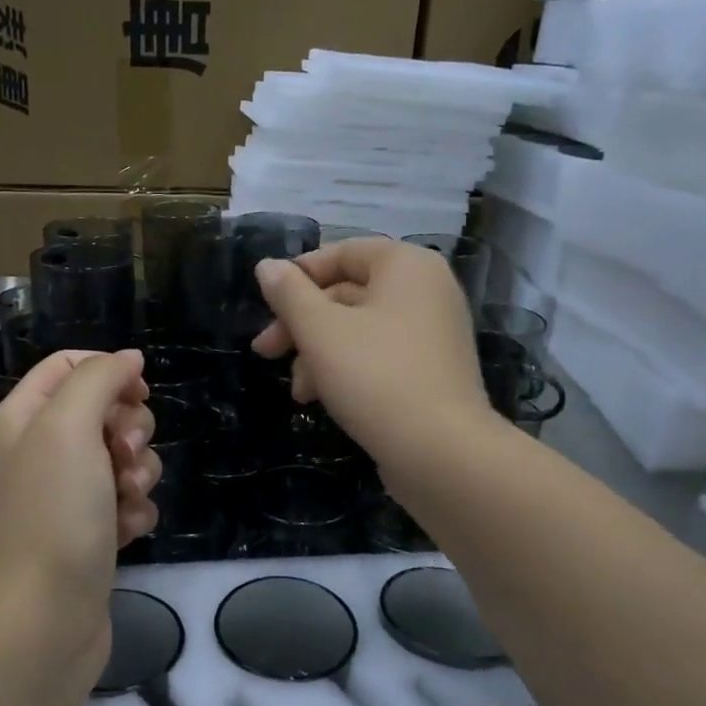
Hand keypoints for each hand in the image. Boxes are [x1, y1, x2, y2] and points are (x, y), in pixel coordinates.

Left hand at [0, 351, 158, 657]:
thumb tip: (129, 358)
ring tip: (123, 501)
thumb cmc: (52, 512)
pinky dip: (134, 511)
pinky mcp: (91, 531)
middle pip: (105, 410)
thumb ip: (98, 379)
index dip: (109, 370)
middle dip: (129, 429)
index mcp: (24, 417)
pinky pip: (129, 500)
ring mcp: (67, 494)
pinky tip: (126, 532)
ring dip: (137, 473)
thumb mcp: (68, 426)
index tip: (138, 392)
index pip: (68, 365)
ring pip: (124, 457)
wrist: (44, 617)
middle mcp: (42, 451)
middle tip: (121, 456)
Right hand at [251, 240, 491, 474]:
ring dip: (317, 354)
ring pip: (358, 330)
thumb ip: (289, 294)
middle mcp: (426, 291)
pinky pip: (378, 357)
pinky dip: (346, 370)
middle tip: (265, 351)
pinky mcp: (430, 372)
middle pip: (347, 294)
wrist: (441, 452)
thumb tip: (267, 265)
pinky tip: (321, 399)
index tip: (266, 305)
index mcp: (406, 266)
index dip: (298, 275)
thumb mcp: (320, 330)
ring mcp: (432, 333)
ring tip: (298, 392)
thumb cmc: (376, 377)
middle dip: (301, 325)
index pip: (342, 252)